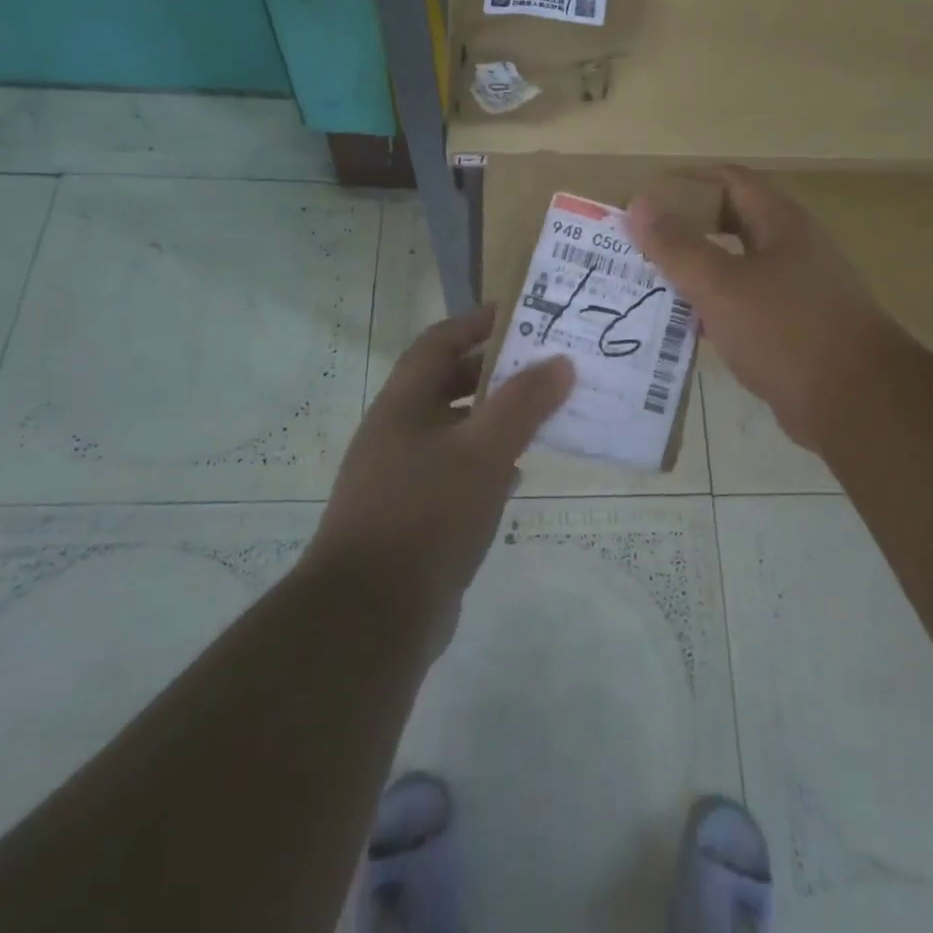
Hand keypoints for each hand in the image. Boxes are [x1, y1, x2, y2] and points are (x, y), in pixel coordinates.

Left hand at [305, 308, 573, 647]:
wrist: (370, 617)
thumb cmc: (426, 515)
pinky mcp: (413, 516)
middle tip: (543, 365)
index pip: (439, 342)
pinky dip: (486, 463)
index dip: (477, 322)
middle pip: (446, 383)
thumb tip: (561, 362)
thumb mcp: (483, 452)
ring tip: (540, 415)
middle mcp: (397, 432)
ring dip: (493, 418)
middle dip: (493, 371)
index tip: (522, 315)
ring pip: (454, 430)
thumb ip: (523, 404)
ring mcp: (401, 476)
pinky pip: (455, 472)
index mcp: (403, 404)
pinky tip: (517, 476)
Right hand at [629, 166, 906, 454]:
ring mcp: (796, 289)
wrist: (858, 403)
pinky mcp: (794, 327)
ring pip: (736, 266)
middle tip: (641, 243)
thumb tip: (639, 203)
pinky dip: (713, 307)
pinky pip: (744, 305)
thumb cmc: (787, 332)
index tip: (645, 199)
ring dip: (696, 270)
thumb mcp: (721, 286)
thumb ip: (677, 246)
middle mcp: (791, 247)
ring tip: (650, 281)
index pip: (729, 180)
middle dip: (685, 228)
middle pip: (731, 221)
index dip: (685, 183)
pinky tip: (683, 325)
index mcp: (780, 223)